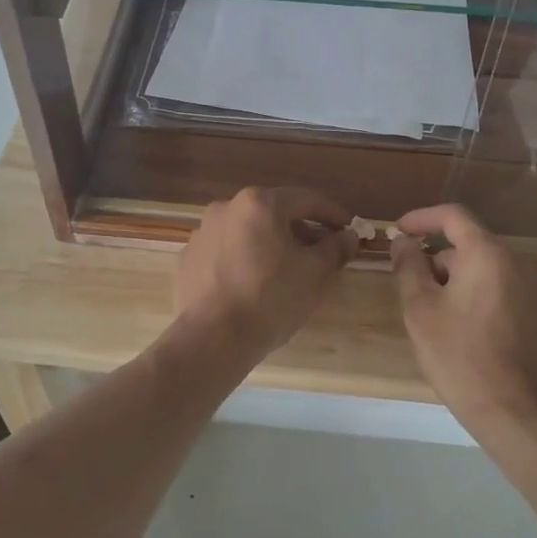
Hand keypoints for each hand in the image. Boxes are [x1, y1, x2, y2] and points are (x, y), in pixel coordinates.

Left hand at [174, 187, 357, 359]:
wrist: (213, 337)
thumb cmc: (271, 298)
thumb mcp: (316, 274)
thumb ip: (335, 248)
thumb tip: (348, 236)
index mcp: (259, 203)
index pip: (305, 200)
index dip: (331, 214)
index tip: (348, 229)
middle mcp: (226, 208)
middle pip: (273, 214)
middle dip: (300, 231)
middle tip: (320, 253)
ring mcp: (202, 232)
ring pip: (247, 232)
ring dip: (270, 245)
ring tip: (287, 271)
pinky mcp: (188, 258)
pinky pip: (226, 252)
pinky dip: (244, 260)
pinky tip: (254, 284)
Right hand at [390, 204, 536, 431]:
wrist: (512, 410)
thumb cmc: (458, 354)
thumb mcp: (420, 308)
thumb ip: (408, 266)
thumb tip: (403, 241)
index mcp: (488, 254)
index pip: (453, 216)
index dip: (422, 218)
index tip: (399, 231)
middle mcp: (518, 262)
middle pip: (470, 246)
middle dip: (439, 260)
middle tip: (414, 290)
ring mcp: (536, 290)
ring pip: (488, 270)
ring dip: (460, 281)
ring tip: (440, 316)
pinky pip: (506, 291)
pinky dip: (483, 298)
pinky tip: (470, 331)